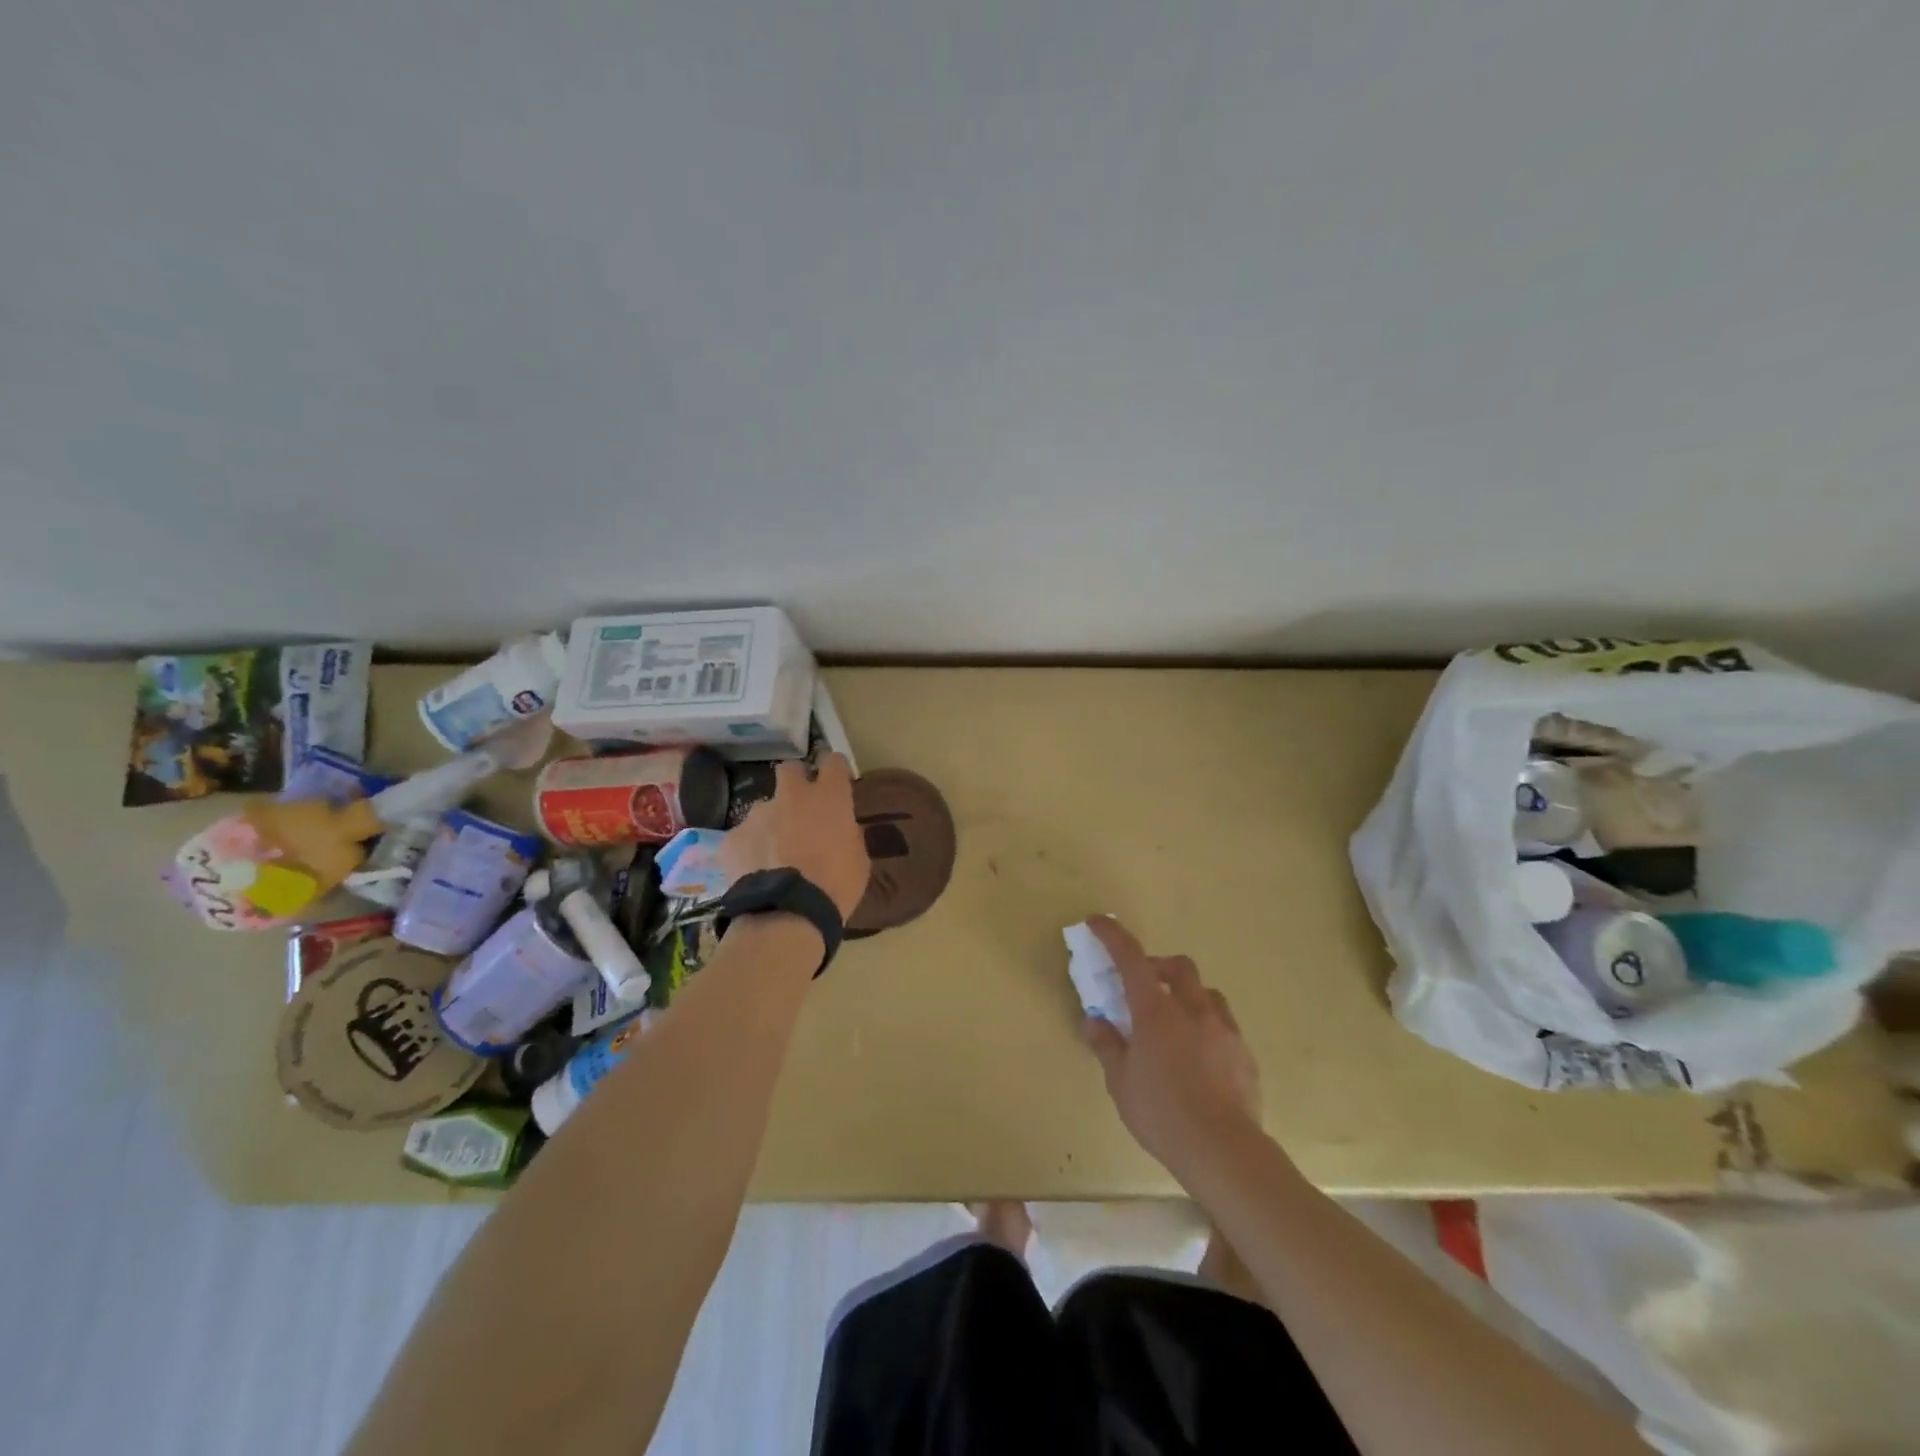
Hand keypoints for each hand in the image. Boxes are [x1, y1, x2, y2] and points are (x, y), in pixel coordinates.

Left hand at [720, 753, 870, 919]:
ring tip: (774, 855)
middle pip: (790, 769)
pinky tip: (755, 872)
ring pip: (764, 808)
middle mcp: (791, 796)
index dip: (834, 769)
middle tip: (800, 807)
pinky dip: (750, 849)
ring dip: (771, 823)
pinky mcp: (732, 837)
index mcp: (829, 798)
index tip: (836, 781)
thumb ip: (848, 835)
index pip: (833, 762)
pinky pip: (744, 837)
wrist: (786, 915)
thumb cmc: (834, 886)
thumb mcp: (858, 860)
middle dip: (795, 781)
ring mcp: (757, 815)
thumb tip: (842, 829)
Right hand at [1081, 917, 1263, 1188]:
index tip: (1098, 922)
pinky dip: (1206, 1026)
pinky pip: (1223, 1024)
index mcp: (1156, 1011)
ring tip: (1175, 1022)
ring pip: (1206, 993)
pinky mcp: (1245, 1053)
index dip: (1113, 936)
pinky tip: (1199, 1056)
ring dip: (1187, 995)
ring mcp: (1224, 1029)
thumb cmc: (1162, 1114)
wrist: (1224, 1151)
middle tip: (1143, 987)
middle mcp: (1193, 1009)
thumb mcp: (1121, 1082)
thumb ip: (1107, 1045)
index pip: (1131, 958)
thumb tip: (1093, 1020)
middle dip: (1159, 966)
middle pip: (1179, 966)